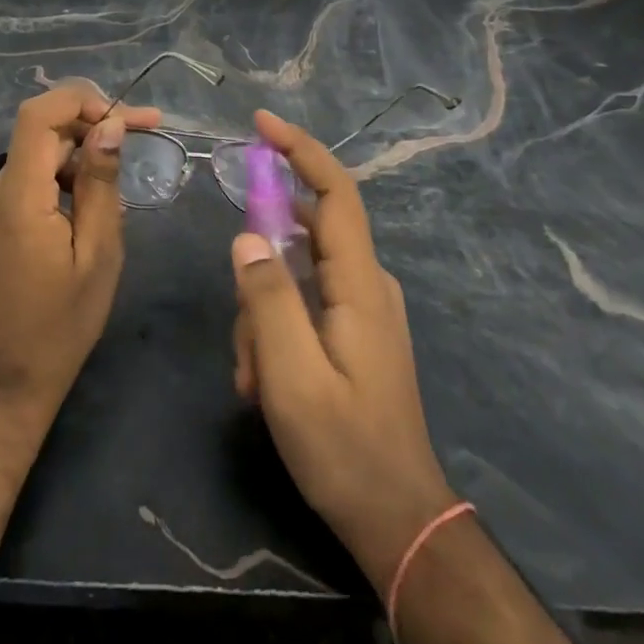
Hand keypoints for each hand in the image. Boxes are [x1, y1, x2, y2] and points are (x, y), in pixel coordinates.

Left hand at [0, 82, 160, 417]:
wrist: (5, 383)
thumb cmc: (61, 325)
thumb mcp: (98, 253)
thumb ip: (101, 184)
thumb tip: (110, 126)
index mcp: (18, 197)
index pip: (39, 115)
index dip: (81, 99)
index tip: (125, 116)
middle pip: (42, 134)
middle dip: (93, 128)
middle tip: (145, 135)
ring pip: (38, 159)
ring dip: (80, 159)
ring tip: (120, 193)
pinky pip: (28, 184)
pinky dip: (61, 181)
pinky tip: (89, 212)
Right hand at [231, 110, 458, 591]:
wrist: (397, 520)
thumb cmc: (345, 448)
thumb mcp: (292, 377)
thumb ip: (267, 299)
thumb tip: (246, 236)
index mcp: (360, 283)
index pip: (333, 191)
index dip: (299, 149)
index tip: (260, 123)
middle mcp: (366, 283)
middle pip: (301, 235)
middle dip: (259, 272)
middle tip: (247, 340)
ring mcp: (361, 308)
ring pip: (292, 276)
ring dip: (261, 317)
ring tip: (255, 381)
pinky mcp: (352, 330)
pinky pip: (301, 303)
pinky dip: (273, 331)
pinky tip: (263, 382)